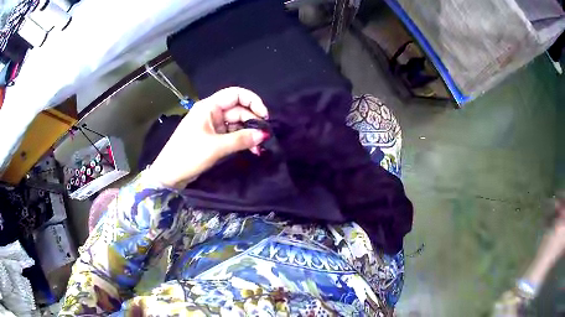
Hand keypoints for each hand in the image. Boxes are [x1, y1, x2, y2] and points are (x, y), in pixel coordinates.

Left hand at [150, 87, 268, 188]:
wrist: (169, 175)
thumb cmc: (188, 155)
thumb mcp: (216, 147)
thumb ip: (241, 139)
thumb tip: (265, 135)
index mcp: (209, 107)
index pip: (236, 94)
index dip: (253, 101)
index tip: (265, 116)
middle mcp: (212, 112)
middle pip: (239, 109)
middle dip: (253, 121)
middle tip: (265, 136)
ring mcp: (213, 126)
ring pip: (237, 123)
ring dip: (249, 133)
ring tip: (260, 147)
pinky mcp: (213, 138)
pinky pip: (232, 134)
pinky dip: (242, 141)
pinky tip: (252, 149)